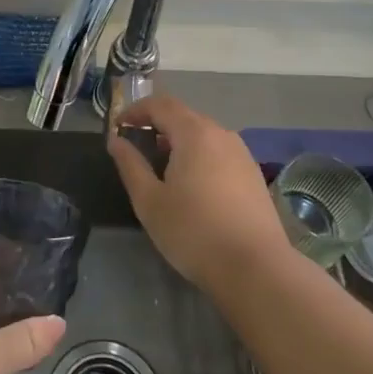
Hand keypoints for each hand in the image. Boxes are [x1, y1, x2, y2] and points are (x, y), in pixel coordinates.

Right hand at [107, 92, 290, 289]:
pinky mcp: (253, 175)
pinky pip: (219, 152)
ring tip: (162, 167)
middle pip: (184, 117)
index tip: (118, 127)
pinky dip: (199, 156)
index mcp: (194, 133)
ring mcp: (242, 154)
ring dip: (179, 141)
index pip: (161, 105)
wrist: (256, 269)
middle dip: (158, 125)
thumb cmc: (193, 231)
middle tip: (137, 146)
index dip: (136, 111)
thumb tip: (116, 141)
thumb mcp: (149, 201)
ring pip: (204, 135)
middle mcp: (221, 134)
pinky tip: (192, 185)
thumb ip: (130, 165)